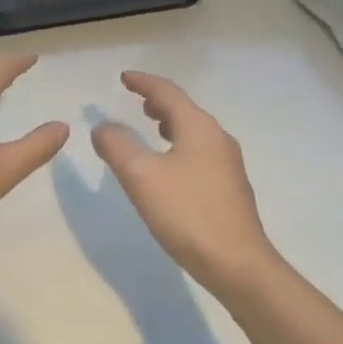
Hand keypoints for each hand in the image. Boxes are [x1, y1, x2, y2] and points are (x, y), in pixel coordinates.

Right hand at [92, 71, 280, 297]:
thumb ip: (117, 145)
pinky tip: (169, 167)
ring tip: (152, 127)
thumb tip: (104, 126)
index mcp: (199, 128)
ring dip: (171, 123)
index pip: (168, 93)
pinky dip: (179, 145)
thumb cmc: (188, 214)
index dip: (143, 82)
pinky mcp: (229, 189)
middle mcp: (218, 139)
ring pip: (194, 132)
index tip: (124, 77)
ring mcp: (228, 165)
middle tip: (137, 100)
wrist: (238, 266)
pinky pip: (199, 152)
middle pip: (185, 109)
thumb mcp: (141, 176)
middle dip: (159, 102)